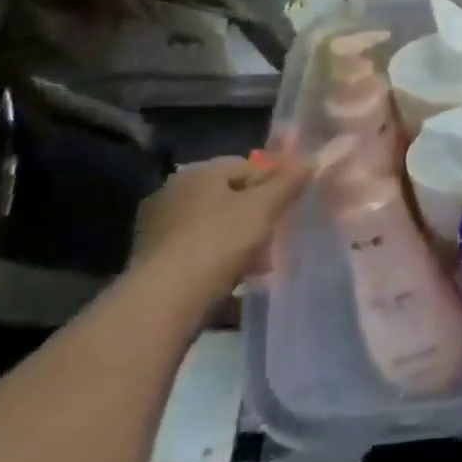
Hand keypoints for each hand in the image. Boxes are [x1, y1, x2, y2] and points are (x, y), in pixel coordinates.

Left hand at [132, 152, 309, 301]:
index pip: (247, 165)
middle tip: (278, 233)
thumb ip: (289, 181)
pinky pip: (196, 250)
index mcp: (198, 172)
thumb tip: (311, 159)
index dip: (275, 181)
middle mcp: (173, 192)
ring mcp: (157, 228)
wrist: (163, 302)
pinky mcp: (150, 261)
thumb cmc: (218, 242)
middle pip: (229, 195)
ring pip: (213, 224)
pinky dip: (216, 258)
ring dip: (238, 238)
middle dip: (256, 213)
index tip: (292, 203)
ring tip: (261, 262)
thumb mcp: (264, 207)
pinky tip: (234, 277)